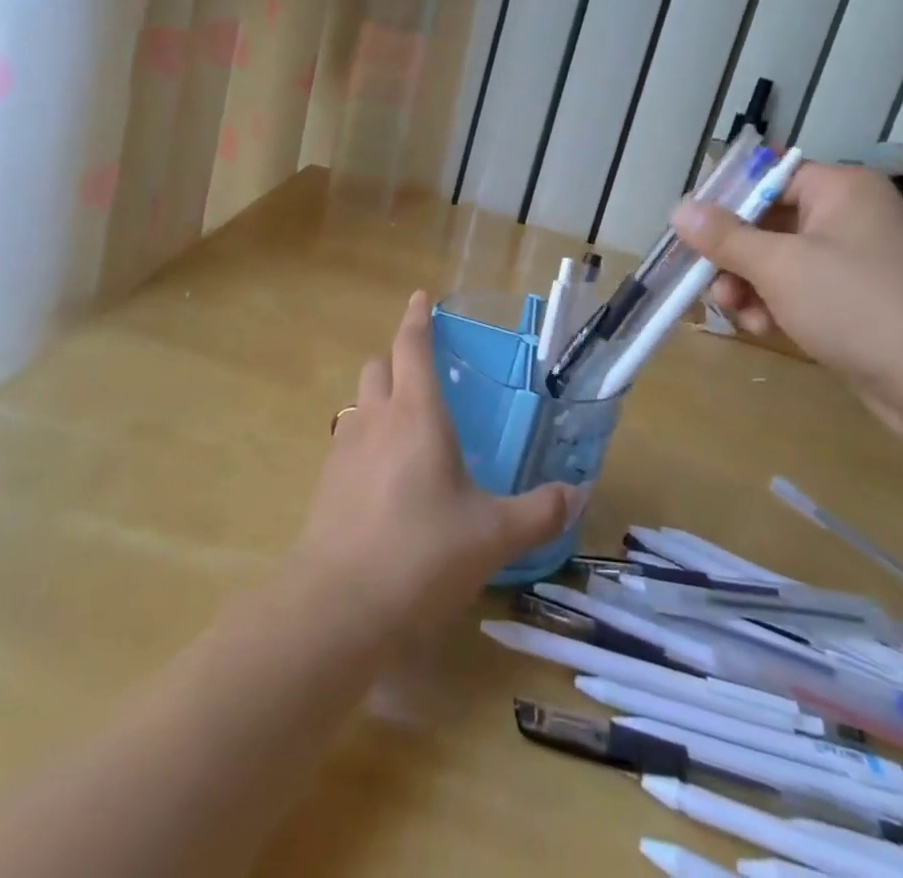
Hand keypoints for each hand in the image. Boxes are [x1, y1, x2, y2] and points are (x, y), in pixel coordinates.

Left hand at [291, 291, 578, 628]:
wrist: (338, 606)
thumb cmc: (422, 553)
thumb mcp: (492, 535)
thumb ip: (538, 512)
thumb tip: (576, 494)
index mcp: (416, 414)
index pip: (412, 347)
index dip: (417, 318)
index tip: (421, 297)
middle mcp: (376, 419)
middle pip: (379, 366)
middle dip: (398, 357)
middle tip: (424, 369)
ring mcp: (344, 448)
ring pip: (361, 400)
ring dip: (380, 396)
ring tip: (407, 422)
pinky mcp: (326, 481)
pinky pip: (349, 438)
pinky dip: (367, 435)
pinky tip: (384, 472)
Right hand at [670, 164, 902, 445]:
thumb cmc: (856, 304)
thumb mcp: (779, 265)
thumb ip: (725, 237)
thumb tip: (680, 209)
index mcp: (839, 189)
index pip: (767, 178)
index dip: (726, 202)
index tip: (691, 231)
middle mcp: (848, 216)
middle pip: (767, 223)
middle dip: (733, 256)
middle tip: (709, 283)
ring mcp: (853, 261)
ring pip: (777, 261)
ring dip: (748, 286)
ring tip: (737, 313)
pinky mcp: (854, 301)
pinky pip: (799, 290)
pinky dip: (775, 305)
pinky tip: (763, 328)